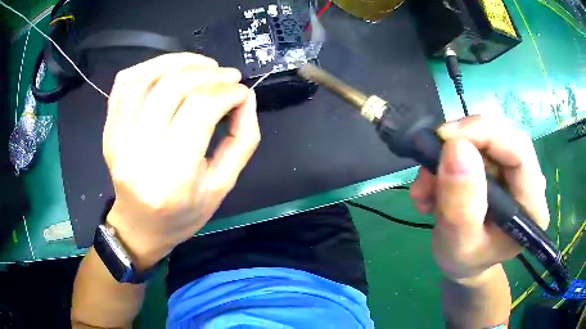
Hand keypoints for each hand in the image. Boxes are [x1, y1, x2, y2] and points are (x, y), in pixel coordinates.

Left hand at [102, 53, 260, 268]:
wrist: (139, 226)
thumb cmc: (182, 214)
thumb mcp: (222, 186)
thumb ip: (242, 139)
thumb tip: (246, 97)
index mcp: (172, 177)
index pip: (200, 111)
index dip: (227, 93)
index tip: (242, 92)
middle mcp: (139, 154)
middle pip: (173, 88)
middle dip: (209, 74)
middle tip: (228, 75)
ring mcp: (117, 139)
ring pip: (147, 78)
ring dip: (180, 62)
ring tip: (204, 64)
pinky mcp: (108, 129)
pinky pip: (124, 83)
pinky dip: (149, 65)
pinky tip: (169, 67)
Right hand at [409, 115, 549, 281]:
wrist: (464, 262)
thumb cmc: (465, 261)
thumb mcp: (458, 243)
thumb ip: (460, 205)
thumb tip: (456, 148)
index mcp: (532, 206)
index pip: (519, 151)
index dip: (485, 134)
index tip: (445, 139)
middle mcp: (529, 181)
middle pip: (501, 138)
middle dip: (461, 144)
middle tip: (428, 163)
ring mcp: (514, 170)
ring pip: (484, 139)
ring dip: (447, 156)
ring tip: (424, 189)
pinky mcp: (499, 165)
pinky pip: (474, 146)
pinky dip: (447, 160)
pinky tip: (432, 186)